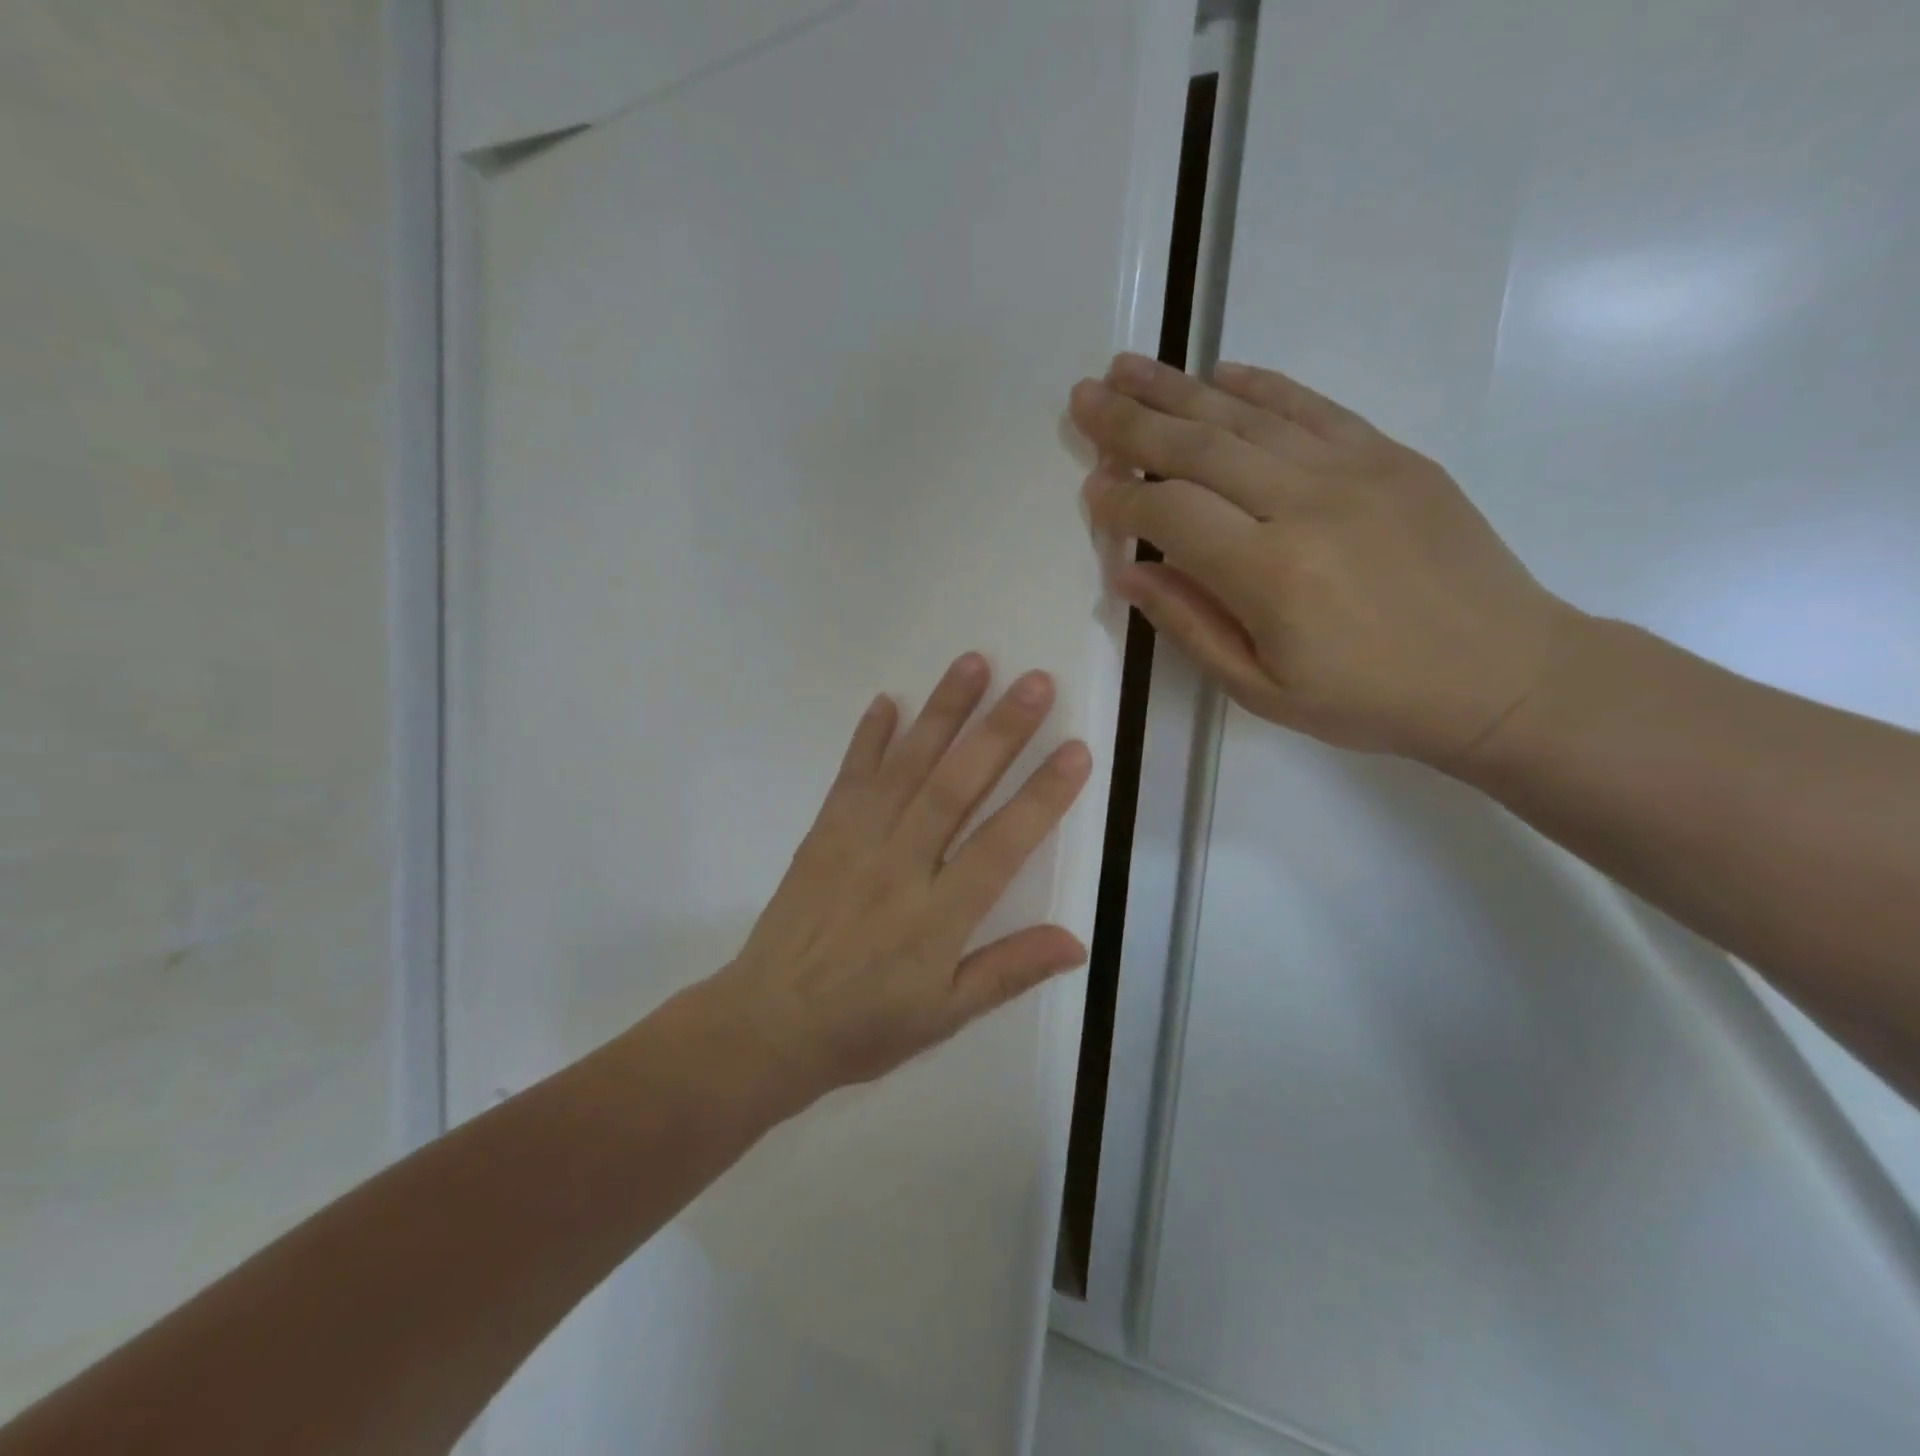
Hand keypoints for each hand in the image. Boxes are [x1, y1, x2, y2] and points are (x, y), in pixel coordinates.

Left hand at [707, 653, 1093, 1101]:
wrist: (767, 1024)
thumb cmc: (864, 1026)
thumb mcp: (944, 1016)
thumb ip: (1008, 972)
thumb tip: (1077, 942)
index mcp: (937, 916)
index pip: (1002, 845)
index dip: (1042, 796)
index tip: (1075, 748)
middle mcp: (900, 867)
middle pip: (956, 788)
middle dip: (999, 731)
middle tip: (1036, 681)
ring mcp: (856, 843)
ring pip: (907, 767)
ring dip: (942, 713)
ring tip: (974, 663)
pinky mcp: (823, 833)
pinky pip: (850, 776)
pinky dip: (868, 736)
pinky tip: (887, 700)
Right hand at [1069, 353, 1580, 766]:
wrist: (1503, 674)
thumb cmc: (1369, 700)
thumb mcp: (1262, 691)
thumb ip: (1190, 625)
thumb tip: (1128, 574)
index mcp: (1271, 573)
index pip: (1171, 514)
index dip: (1122, 500)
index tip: (1091, 490)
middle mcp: (1307, 504)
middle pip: (1199, 447)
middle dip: (1131, 422)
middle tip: (1083, 396)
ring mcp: (1355, 469)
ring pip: (1247, 415)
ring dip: (1179, 388)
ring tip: (1126, 368)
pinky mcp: (1391, 455)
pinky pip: (1312, 406)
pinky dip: (1260, 385)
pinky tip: (1219, 372)